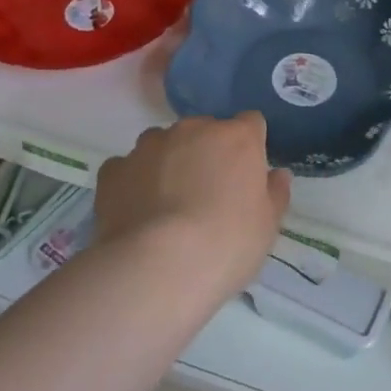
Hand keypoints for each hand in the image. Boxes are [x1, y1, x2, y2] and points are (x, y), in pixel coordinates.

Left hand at [94, 113, 292, 299]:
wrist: (158, 267)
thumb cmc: (227, 244)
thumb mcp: (268, 226)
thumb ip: (274, 194)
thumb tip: (276, 175)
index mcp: (237, 138)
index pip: (250, 123)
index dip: (250, 146)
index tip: (247, 175)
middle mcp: (192, 129)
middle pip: (204, 130)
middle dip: (207, 153)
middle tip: (208, 194)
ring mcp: (149, 146)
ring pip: (163, 144)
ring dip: (169, 162)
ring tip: (167, 205)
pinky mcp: (114, 169)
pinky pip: (128, 168)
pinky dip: (133, 182)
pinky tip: (137, 212)